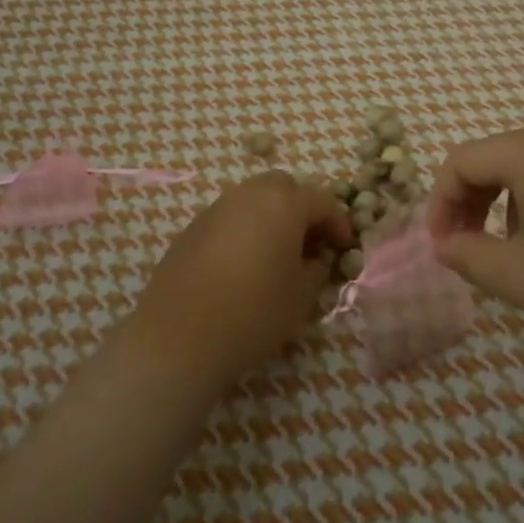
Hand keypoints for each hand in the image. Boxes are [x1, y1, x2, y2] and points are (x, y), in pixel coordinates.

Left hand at [128, 172, 352, 389]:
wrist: (179, 336)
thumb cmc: (253, 313)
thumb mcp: (301, 297)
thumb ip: (316, 270)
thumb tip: (315, 260)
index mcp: (283, 204)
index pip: (321, 200)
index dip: (338, 221)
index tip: (344, 246)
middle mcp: (249, 196)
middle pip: (283, 186)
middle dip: (301, 207)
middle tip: (310, 241)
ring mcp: (216, 209)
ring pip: (252, 198)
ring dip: (270, 216)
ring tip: (277, 252)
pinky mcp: (191, 229)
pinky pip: (228, 217)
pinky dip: (244, 229)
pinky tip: (243, 263)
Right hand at [426, 123, 523, 343]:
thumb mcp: (519, 277)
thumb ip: (468, 257)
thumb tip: (445, 245)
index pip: (462, 160)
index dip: (440, 202)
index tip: (441, 244)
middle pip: (497, 157)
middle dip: (472, 200)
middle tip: (467, 244)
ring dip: (509, 202)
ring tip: (519, 249)